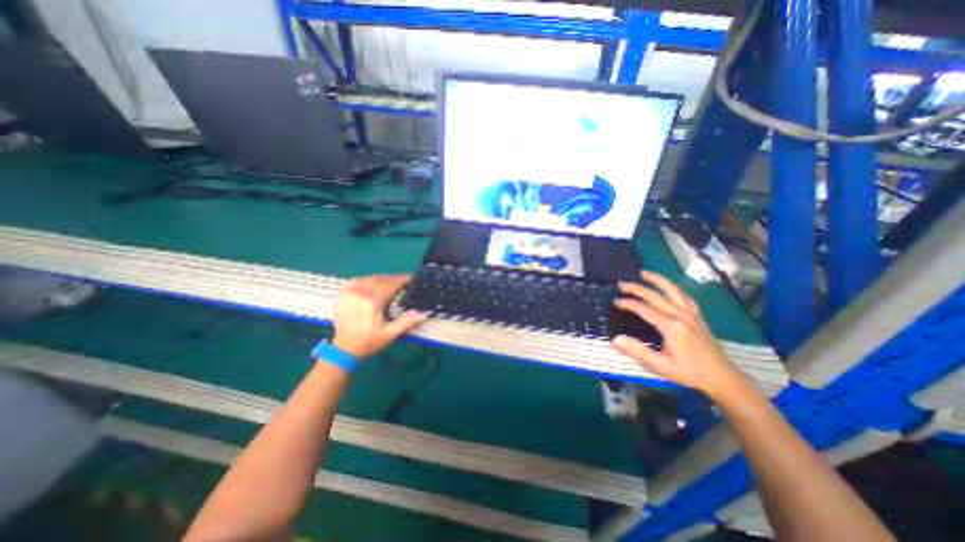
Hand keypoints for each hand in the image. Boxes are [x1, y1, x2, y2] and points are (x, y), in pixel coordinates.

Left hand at [331, 275, 422, 359]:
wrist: (344, 348)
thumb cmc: (369, 342)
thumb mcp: (389, 334)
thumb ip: (407, 322)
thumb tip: (424, 313)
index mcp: (372, 302)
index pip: (391, 284)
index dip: (402, 280)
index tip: (412, 278)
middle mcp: (360, 293)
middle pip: (382, 279)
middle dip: (394, 279)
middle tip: (405, 281)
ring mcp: (349, 292)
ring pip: (371, 278)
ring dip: (383, 278)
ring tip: (392, 282)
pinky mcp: (343, 293)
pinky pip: (358, 280)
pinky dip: (368, 279)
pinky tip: (374, 283)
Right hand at [610, 269, 744, 399]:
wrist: (723, 379)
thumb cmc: (690, 373)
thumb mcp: (661, 366)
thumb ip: (638, 351)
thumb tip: (616, 339)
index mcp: (671, 327)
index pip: (644, 309)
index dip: (628, 303)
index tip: (615, 301)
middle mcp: (681, 316)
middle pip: (656, 296)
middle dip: (637, 288)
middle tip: (622, 284)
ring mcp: (692, 315)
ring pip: (673, 290)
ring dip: (657, 280)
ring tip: (644, 273)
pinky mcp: (698, 317)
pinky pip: (684, 297)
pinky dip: (673, 288)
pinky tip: (668, 287)